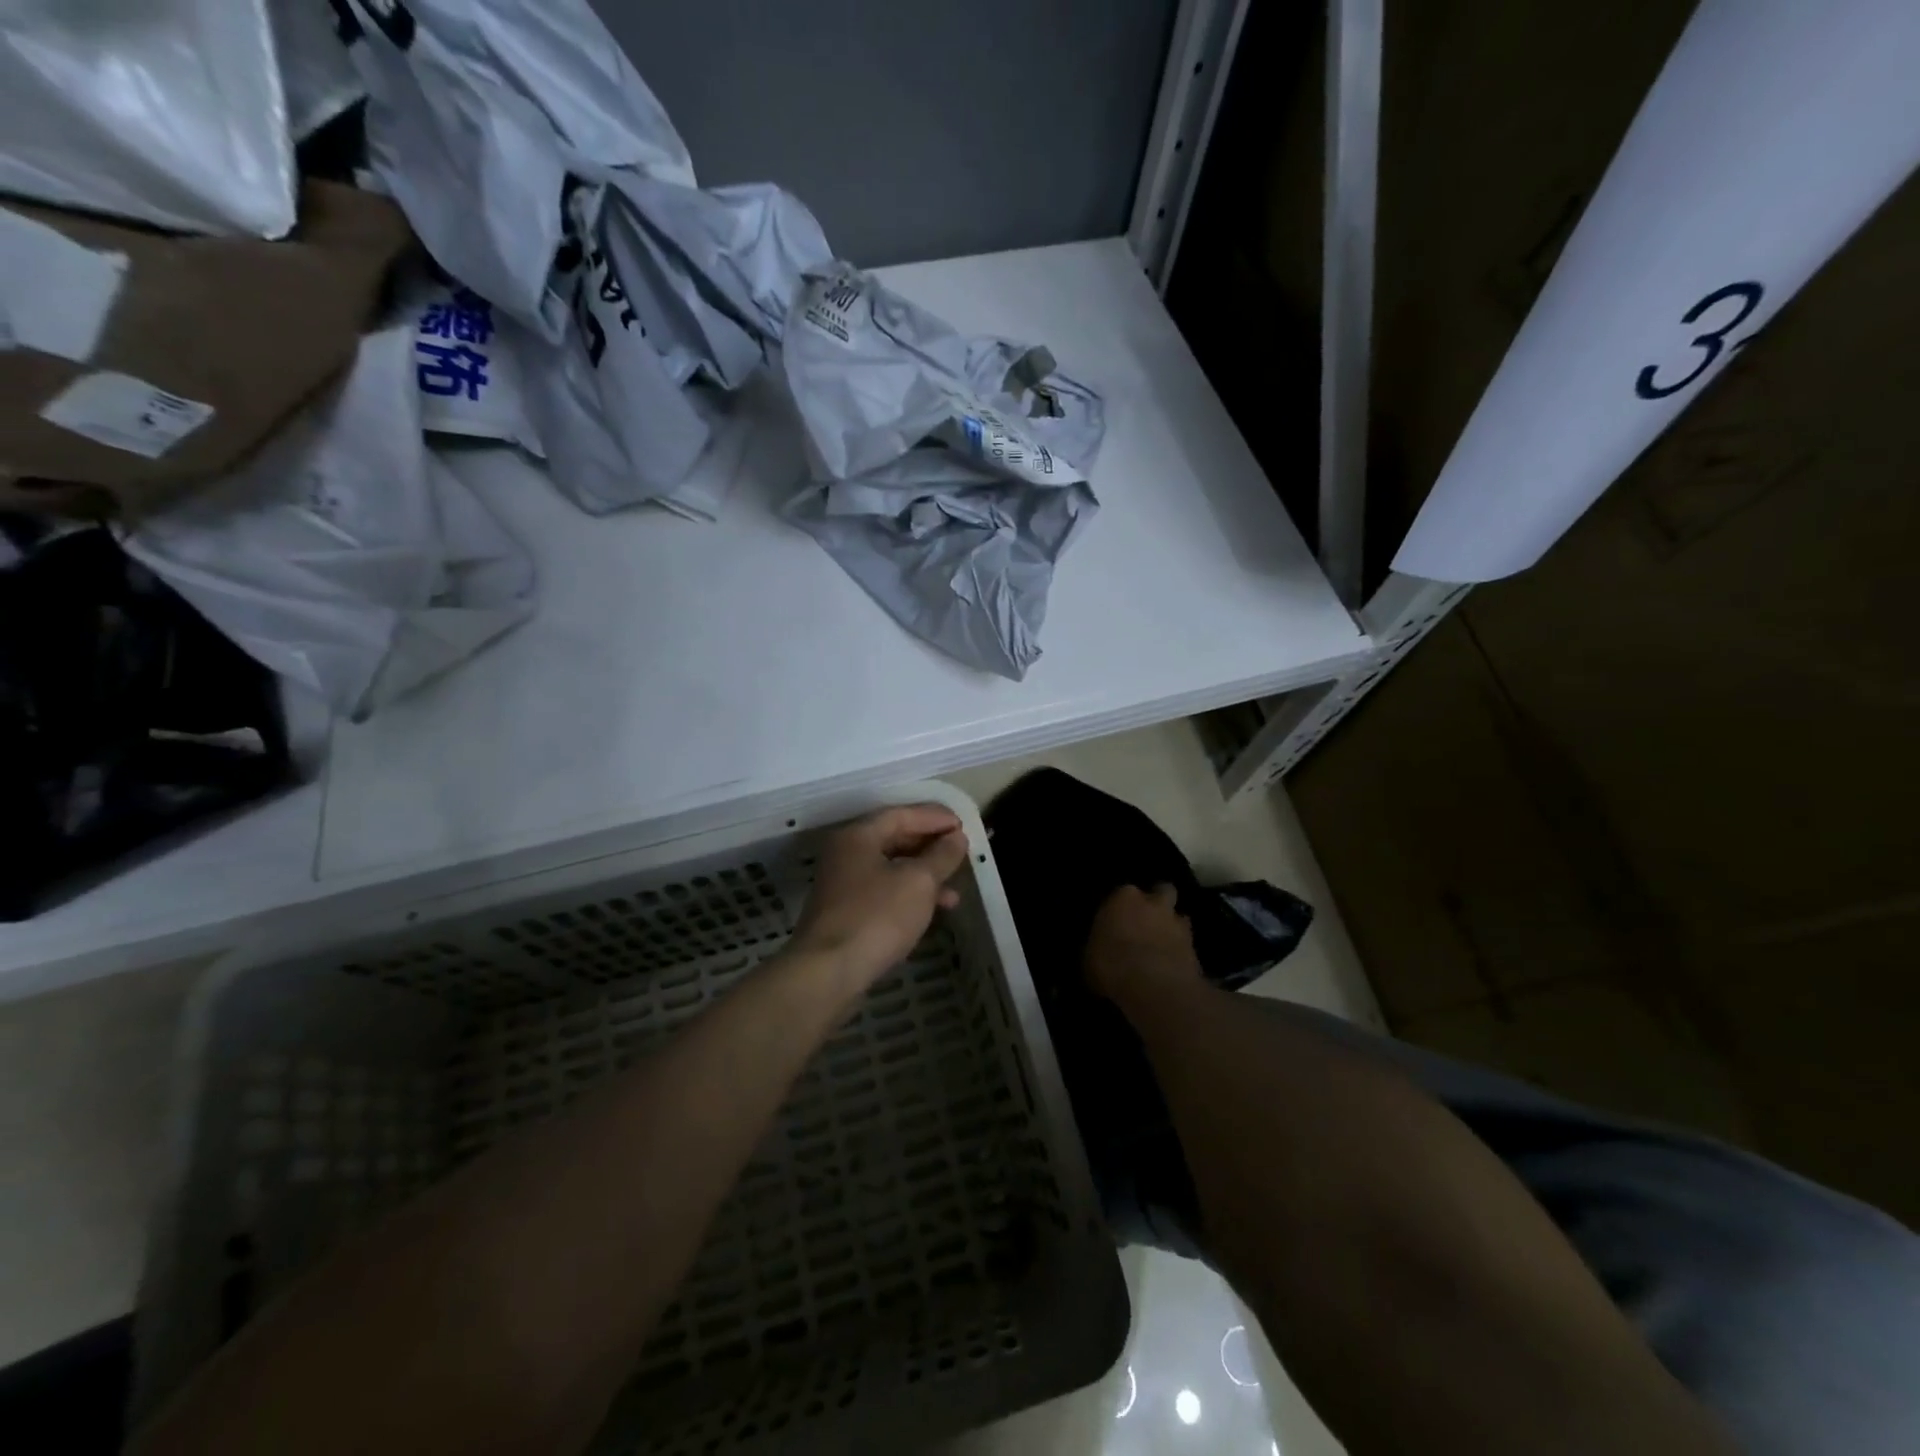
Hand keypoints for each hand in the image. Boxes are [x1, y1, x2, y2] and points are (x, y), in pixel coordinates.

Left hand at [790, 805, 970, 992]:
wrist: (829, 973)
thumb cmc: (876, 916)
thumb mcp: (919, 882)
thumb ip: (941, 856)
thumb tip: (956, 838)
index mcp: (859, 836)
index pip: (901, 814)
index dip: (934, 817)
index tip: (963, 826)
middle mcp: (846, 854)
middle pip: (894, 839)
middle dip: (930, 846)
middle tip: (960, 852)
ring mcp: (843, 886)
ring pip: (891, 869)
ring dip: (924, 876)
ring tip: (955, 892)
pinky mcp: (846, 914)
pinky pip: (884, 893)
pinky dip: (909, 896)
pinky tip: (931, 912)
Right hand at [1083, 884, 1202, 1003]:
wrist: (1154, 987)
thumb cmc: (1112, 965)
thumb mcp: (1089, 958)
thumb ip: (1097, 946)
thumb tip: (1098, 951)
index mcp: (1123, 897)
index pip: (1122, 892)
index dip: (1121, 906)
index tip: (1117, 920)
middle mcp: (1153, 902)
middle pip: (1161, 890)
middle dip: (1156, 902)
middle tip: (1146, 921)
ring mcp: (1177, 922)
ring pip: (1179, 916)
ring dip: (1172, 926)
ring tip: (1163, 944)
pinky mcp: (1195, 947)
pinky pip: (1187, 943)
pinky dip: (1181, 950)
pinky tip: (1172, 964)